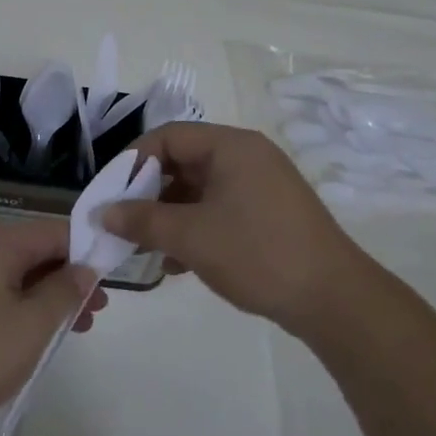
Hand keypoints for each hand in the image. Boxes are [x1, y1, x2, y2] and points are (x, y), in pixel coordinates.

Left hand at [0, 219, 105, 435]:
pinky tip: (43, 333)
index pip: (55, 231)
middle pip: (36, 252)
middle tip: (100, 308)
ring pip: (19, 276)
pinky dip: (26, 308)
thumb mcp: (33, 323)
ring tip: (80, 326)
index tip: (113, 274)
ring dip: (51, 296)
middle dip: (71, 277)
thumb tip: (86, 269)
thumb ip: (65, 291)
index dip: (88, 249)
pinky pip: (0, 294)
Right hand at [101, 122, 379, 340]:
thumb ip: (141, 220)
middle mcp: (247, 157)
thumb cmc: (256, 253)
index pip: (168, 136)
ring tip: (146, 249)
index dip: (133, 161)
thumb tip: (103, 212)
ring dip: (169, 217)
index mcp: (231, 146)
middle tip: (123, 224)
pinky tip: (178, 264)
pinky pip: (219, 210)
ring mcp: (261, 186)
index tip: (110, 194)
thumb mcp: (190, 236)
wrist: (332, 298)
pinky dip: (194, 229)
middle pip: (183, 163)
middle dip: (148, 194)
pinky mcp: (268, 214)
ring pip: (199, 191)